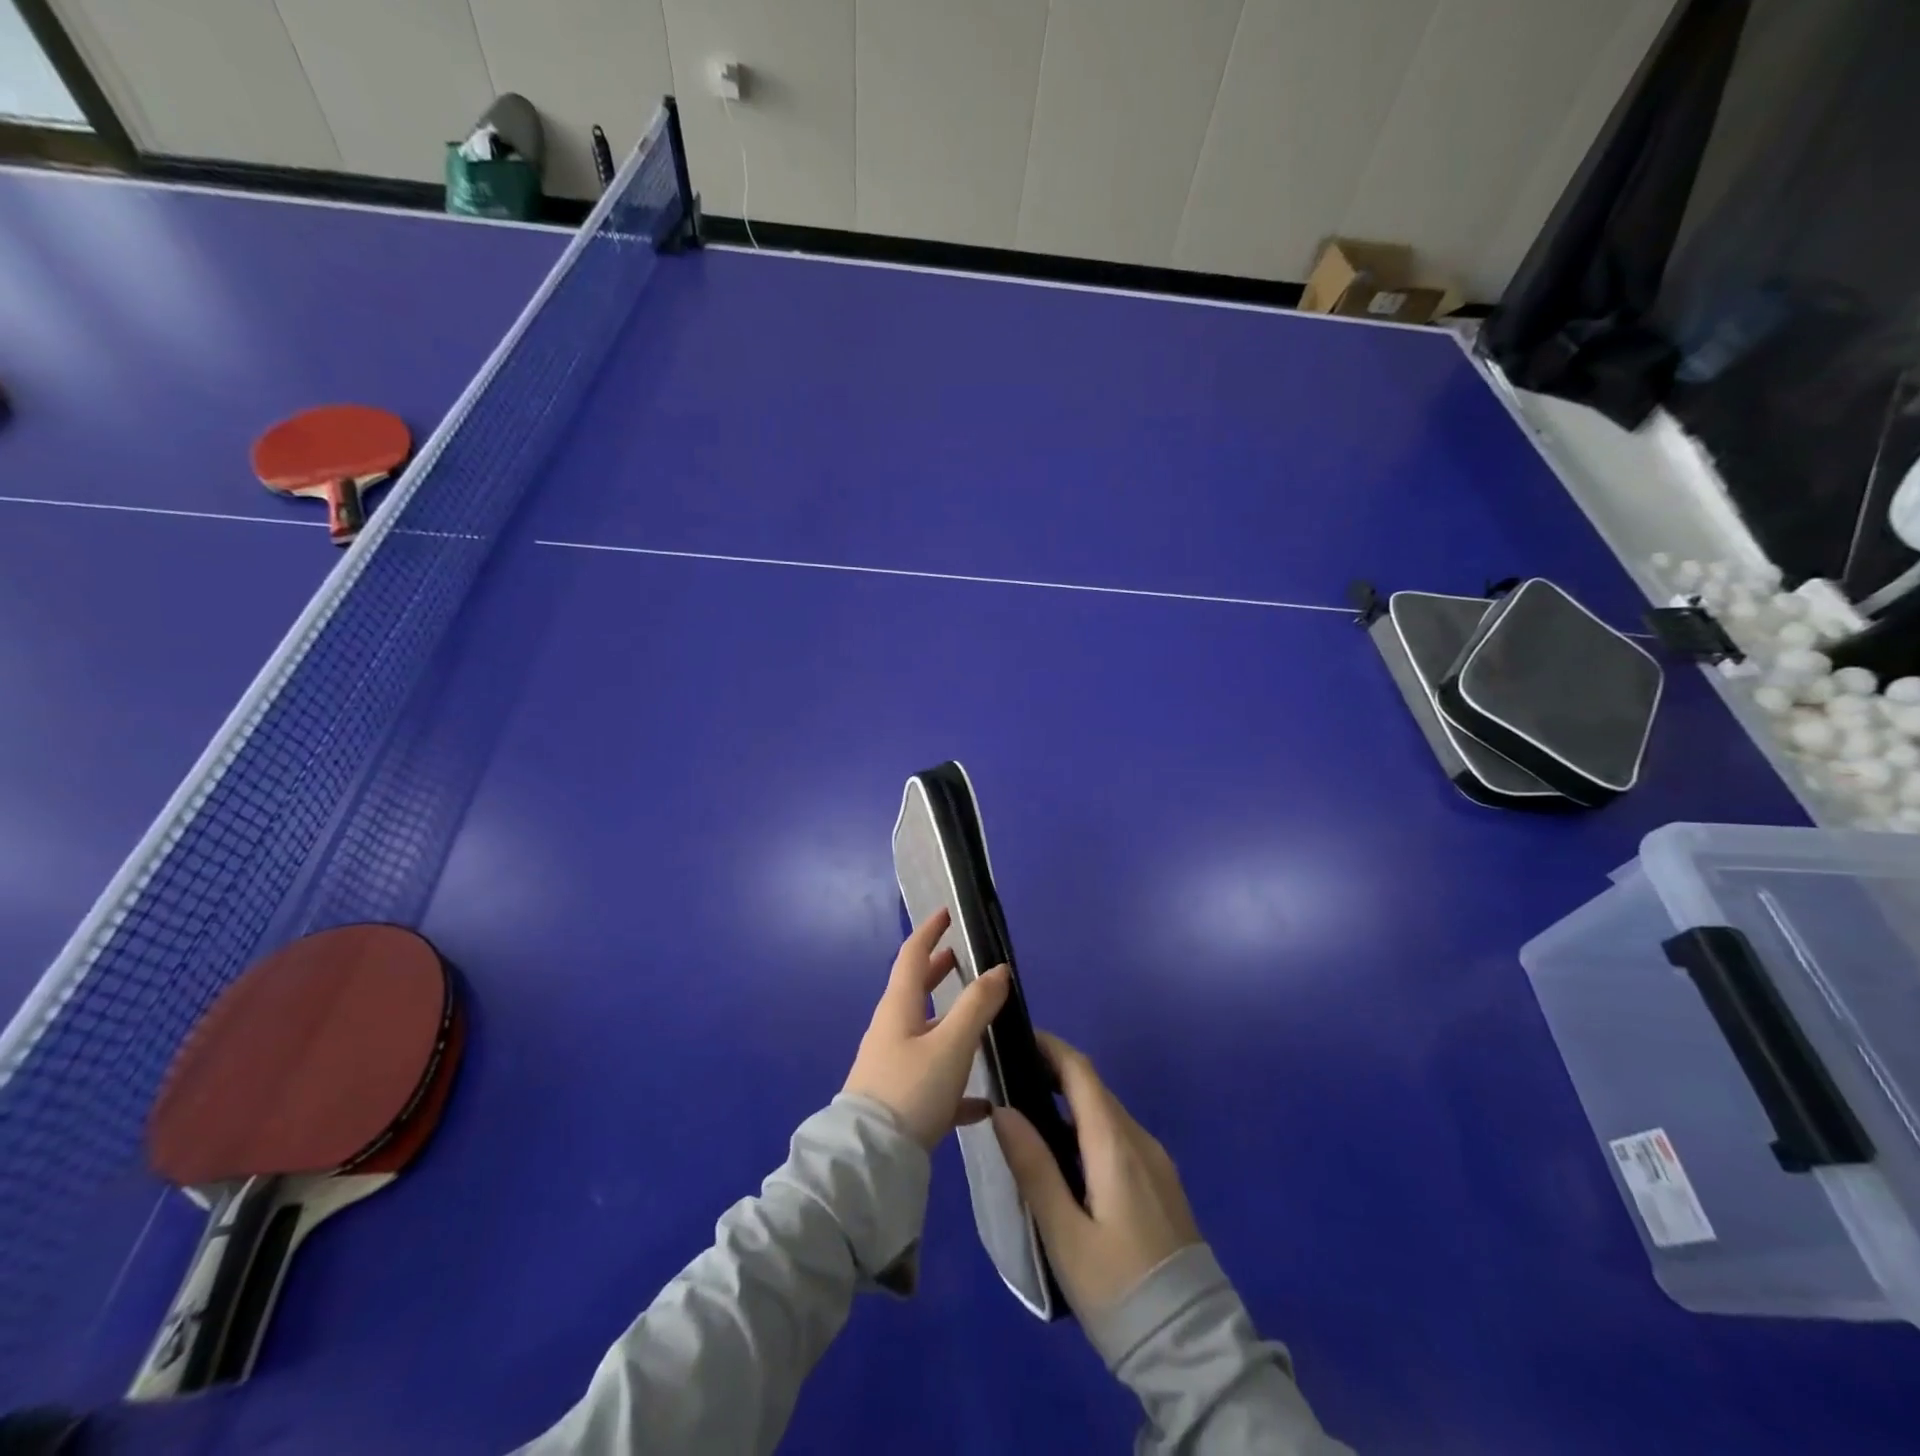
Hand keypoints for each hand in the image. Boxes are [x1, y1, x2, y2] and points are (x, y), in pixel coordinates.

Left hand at [844, 908, 1010, 1148]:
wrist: (871, 1160)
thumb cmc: (911, 1089)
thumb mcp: (951, 1044)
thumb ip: (977, 1005)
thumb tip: (999, 969)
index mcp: (898, 1008)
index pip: (912, 955)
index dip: (929, 932)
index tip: (945, 913)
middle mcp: (892, 1030)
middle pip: (915, 990)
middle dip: (938, 971)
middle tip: (962, 959)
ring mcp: (893, 1065)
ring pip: (926, 1032)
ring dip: (950, 1020)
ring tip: (980, 1019)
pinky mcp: (900, 1100)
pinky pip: (932, 1078)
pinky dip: (956, 1077)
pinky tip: (982, 1102)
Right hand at [992, 1031, 1199, 1316]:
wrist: (1192, 1349)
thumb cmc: (1118, 1288)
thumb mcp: (1064, 1234)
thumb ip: (1034, 1167)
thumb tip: (1003, 1110)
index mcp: (1115, 1144)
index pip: (1081, 1072)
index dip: (1050, 1048)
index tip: (1016, 1038)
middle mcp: (1140, 1141)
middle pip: (1094, 1089)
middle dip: (1055, 1072)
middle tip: (1010, 1078)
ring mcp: (1157, 1163)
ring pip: (1108, 1114)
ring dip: (1071, 1103)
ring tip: (1029, 1116)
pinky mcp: (1162, 1185)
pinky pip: (1120, 1138)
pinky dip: (1088, 1129)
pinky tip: (1066, 1157)